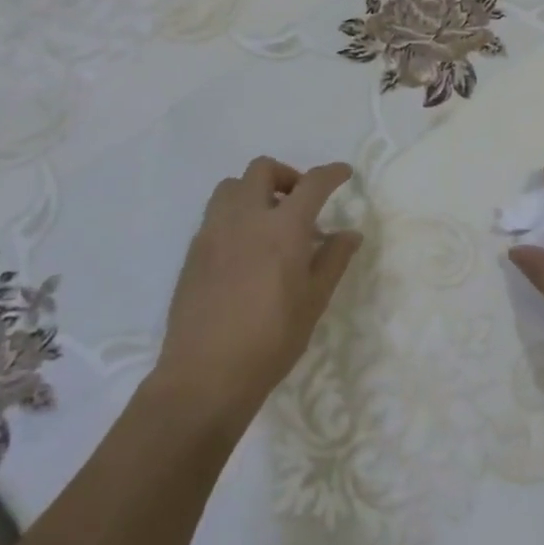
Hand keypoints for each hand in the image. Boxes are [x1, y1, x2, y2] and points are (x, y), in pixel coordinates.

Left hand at [154, 157, 362, 428]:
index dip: (331, 173)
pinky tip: (245, 248)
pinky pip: (215, 214)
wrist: (205, 375)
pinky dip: (235, 215)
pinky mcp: (193, 251)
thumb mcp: (314, 301)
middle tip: (301, 202)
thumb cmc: (271, 340)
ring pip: (231, 186)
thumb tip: (350, 234)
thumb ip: (333, 260)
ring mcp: (213, 231)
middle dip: (287, 175)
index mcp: (283, 228)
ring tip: (269, 221)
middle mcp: (245, 218)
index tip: (344, 173)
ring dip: (254, 191)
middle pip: (262, 169)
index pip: (312, 184)